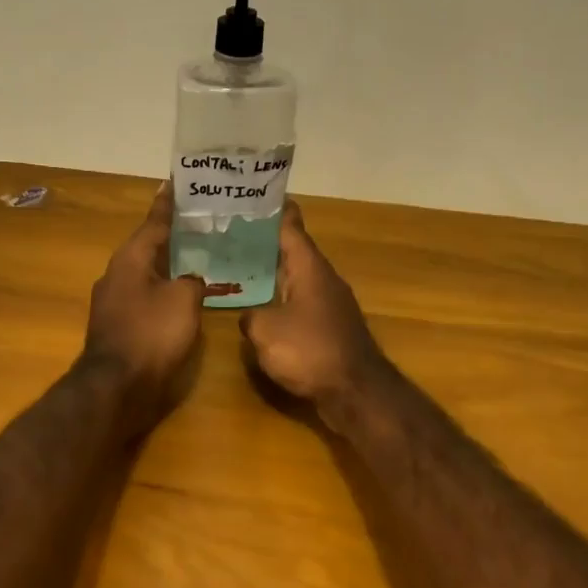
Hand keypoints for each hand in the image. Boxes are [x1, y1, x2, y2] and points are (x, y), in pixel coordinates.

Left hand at [83, 188, 205, 423]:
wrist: (117, 386)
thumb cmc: (151, 333)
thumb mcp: (183, 300)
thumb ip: (192, 281)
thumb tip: (191, 280)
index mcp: (131, 258)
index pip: (153, 222)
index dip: (167, 204)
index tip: (174, 182)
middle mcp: (117, 273)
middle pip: (148, 246)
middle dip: (171, 235)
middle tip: (197, 222)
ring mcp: (113, 300)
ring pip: (146, 272)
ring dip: (168, 264)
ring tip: (196, 255)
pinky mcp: (118, 324)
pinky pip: (145, 296)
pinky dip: (163, 290)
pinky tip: (182, 295)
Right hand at [239, 202, 387, 403]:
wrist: (355, 392)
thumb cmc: (310, 350)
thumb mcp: (265, 331)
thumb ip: (250, 316)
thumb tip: (250, 315)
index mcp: (309, 267)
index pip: (291, 226)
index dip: (275, 210)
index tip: (257, 195)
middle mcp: (323, 278)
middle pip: (293, 251)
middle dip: (265, 242)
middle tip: (232, 233)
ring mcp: (330, 303)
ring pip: (297, 277)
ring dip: (273, 272)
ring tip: (240, 267)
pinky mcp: (331, 327)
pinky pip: (300, 302)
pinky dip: (281, 299)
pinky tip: (262, 307)